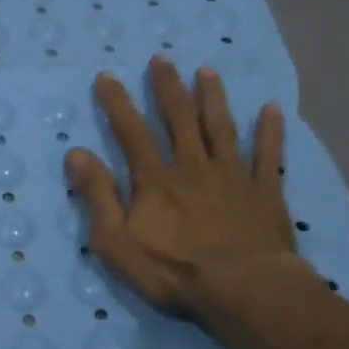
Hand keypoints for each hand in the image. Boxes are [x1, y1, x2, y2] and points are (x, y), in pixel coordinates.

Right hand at [65, 58, 306, 317]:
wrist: (243, 290)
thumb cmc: (173, 271)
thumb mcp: (115, 241)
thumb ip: (97, 195)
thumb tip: (76, 153)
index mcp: (155, 179)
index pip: (131, 132)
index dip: (117, 103)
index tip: (107, 76)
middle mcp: (192, 167)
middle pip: (178, 119)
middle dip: (167, 88)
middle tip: (162, 59)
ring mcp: (232, 177)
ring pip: (220, 128)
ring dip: (213, 98)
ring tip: (207, 71)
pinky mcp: (265, 193)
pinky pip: (268, 155)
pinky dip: (270, 131)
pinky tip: (272, 109)